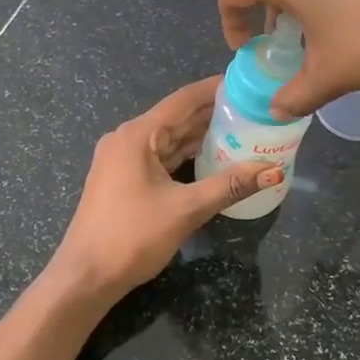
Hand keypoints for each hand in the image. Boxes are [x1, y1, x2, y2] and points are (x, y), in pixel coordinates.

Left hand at [43, 78, 281, 309]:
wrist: (85, 276)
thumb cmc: (132, 236)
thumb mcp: (186, 209)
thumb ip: (230, 186)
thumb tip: (274, 171)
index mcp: (137, 135)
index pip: (183, 100)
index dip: (214, 89)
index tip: (246, 82)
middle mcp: (127, 139)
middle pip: (176, 118)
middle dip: (213, 114)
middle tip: (252, 109)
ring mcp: (122, 159)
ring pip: (168, 139)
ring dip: (200, 135)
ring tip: (240, 129)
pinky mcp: (122, 179)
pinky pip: (159, 157)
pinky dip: (184, 156)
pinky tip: (211, 157)